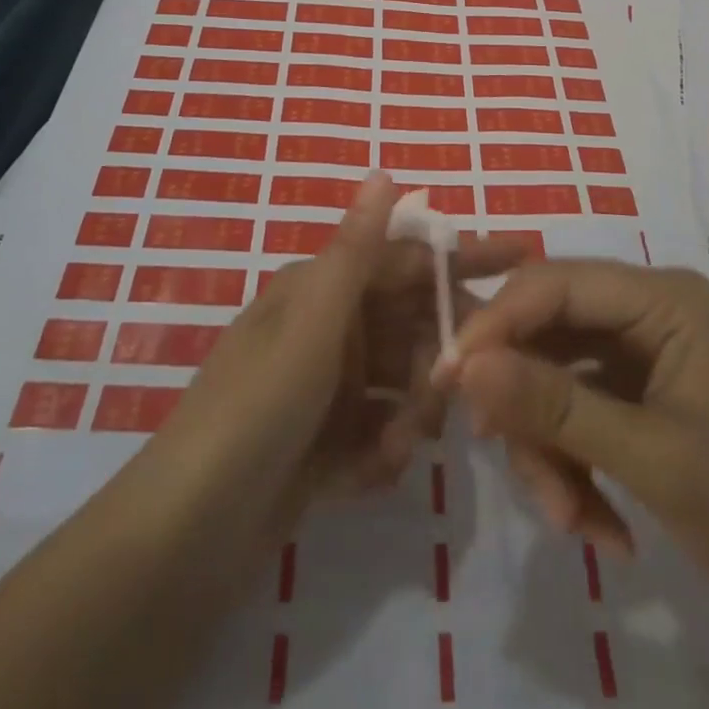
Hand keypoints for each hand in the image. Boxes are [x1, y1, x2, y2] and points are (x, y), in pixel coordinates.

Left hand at [147, 172, 528, 549]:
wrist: (186, 537)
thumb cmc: (257, 408)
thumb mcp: (312, 325)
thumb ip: (355, 251)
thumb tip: (384, 171)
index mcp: (322, 290)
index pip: (406, 260)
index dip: (461, 259)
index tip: (522, 259)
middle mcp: (326, 329)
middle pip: (411, 327)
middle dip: (436, 362)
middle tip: (449, 402)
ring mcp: (325, 388)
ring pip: (400, 385)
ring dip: (408, 415)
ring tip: (396, 449)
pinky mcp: (323, 443)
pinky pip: (377, 432)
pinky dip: (378, 452)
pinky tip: (362, 475)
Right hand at [443, 260, 708, 600]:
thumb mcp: (652, 459)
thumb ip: (556, 409)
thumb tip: (465, 367)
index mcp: (663, 298)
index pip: (555, 282)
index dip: (497, 323)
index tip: (449, 379)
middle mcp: (647, 312)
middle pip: (548, 331)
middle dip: (524, 400)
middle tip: (497, 454)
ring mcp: (641, 356)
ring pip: (553, 378)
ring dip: (548, 449)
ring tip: (571, 522)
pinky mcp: (636, 398)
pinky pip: (574, 413)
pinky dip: (572, 467)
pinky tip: (597, 527)